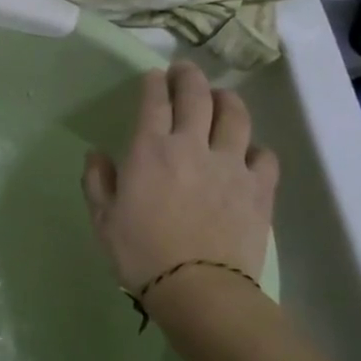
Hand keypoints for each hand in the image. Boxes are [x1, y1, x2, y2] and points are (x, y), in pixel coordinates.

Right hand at [81, 61, 278, 295]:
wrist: (198, 288)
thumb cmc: (141, 254)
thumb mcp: (103, 220)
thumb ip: (97, 182)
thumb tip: (96, 155)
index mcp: (151, 149)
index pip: (155, 100)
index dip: (154, 83)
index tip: (153, 76)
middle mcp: (193, 145)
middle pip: (197, 95)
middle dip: (189, 76)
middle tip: (184, 71)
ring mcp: (231, 164)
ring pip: (236, 115)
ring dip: (227, 99)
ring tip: (221, 98)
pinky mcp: (259, 188)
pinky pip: (265, 156)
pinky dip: (256, 148)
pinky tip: (249, 153)